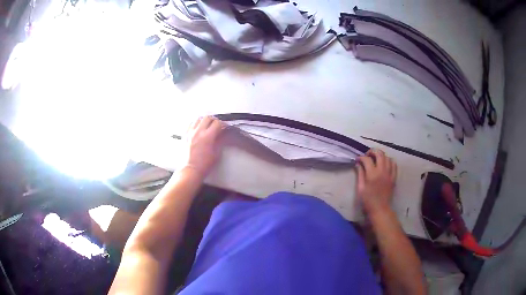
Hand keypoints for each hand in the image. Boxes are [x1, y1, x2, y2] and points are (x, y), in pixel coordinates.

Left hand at [184, 116, 225, 176]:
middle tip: (216, 125)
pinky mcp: (184, 135)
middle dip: (213, 120)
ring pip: (198, 119)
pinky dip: (195, 124)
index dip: (222, 124)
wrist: (190, 170)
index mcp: (208, 136)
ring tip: (206, 126)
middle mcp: (198, 132)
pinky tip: (197, 129)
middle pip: (207, 118)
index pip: (217, 123)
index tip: (224, 127)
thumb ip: (219, 142)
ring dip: (204, 121)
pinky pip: (190, 124)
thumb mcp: (216, 154)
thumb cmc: (204, 165)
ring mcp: (190, 133)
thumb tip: (222, 135)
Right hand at [355, 149, 396, 214]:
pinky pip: (394, 164)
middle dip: (372, 151)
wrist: (380, 209)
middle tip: (367, 155)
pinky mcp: (394, 177)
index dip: (361, 157)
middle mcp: (382, 171)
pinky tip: (385, 164)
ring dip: (381, 156)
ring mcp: (389, 173)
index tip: (357, 159)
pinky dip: (389, 161)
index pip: (367, 159)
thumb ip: (360, 174)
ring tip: (376, 159)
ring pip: (387, 157)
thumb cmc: (367, 201)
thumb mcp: (360, 188)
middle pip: (379, 154)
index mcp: (372, 174)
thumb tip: (358, 164)